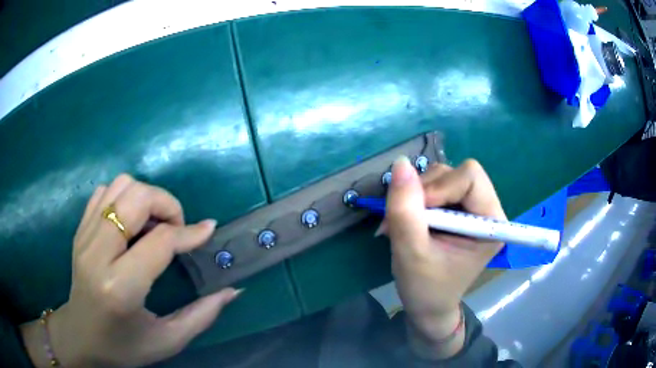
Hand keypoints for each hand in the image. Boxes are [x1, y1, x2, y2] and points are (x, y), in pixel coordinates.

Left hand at [20, 174, 240, 367]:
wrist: (81, 336)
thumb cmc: (124, 346)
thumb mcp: (168, 341)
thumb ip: (202, 315)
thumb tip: (232, 290)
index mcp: (120, 288)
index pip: (159, 241)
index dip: (189, 233)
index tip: (208, 231)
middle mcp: (98, 254)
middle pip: (136, 198)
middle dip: (166, 204)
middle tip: (176, 228)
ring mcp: (85, 236)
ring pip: (120, 186)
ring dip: (145, 197)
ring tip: (153, 225)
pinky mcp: (79, 229)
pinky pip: (105, 192)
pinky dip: (124, 197)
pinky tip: (130, 223)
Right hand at [379, 157, 505, 358]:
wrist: (427, 306)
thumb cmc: (425, 288)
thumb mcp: (411, 253)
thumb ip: (405, 210)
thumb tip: (401, 162)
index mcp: (491, 223)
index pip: (471, 177)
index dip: (440, 187)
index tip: (415, 214)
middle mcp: (486, 209)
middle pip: (456, 173)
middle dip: (425, 192)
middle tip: (404, 220)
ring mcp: (471, 208)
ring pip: (442, 176)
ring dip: (416, 195)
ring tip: (402, 224)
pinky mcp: (457, 209)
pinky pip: (435, 186)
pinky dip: (415, 199)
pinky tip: (408, 220)